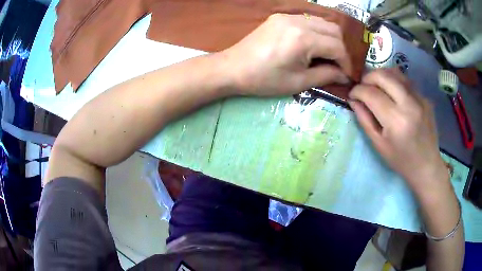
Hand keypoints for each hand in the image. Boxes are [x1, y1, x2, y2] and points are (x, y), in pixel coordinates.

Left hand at [219, 13, 349, 95]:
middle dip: (341, 49)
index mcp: (303, 39)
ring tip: (327, 56)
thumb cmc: (264, 80)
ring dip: (331, 38)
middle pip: (334, 30)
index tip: (347, 75)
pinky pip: (308, 20)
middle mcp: (299, 21)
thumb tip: (344, 75)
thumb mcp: (298, 82)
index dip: (346, 62)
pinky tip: (313, 44)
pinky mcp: (280, 16)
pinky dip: (317, 31)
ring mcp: (288, 15)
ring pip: (323, 22)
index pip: (337, 47)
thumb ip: (326, 75)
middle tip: (338, 65)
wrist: (233, 68)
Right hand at [348, 69, 447, 193]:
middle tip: (363, 87)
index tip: (352, 94)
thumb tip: (353, 99)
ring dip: (381, 76)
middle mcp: (409, 104)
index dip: (357, 91)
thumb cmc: (401, 160)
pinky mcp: (425, 97)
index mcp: (396, 121)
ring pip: (395, 72)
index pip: (371, 94)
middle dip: (368, 77)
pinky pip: (406, 81)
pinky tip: (393, 93)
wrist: (427, 165)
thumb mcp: (379, 145)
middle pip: (383, 75)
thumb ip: (365, 120)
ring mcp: (420, 98)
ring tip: (376, 86)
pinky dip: (394, 82)